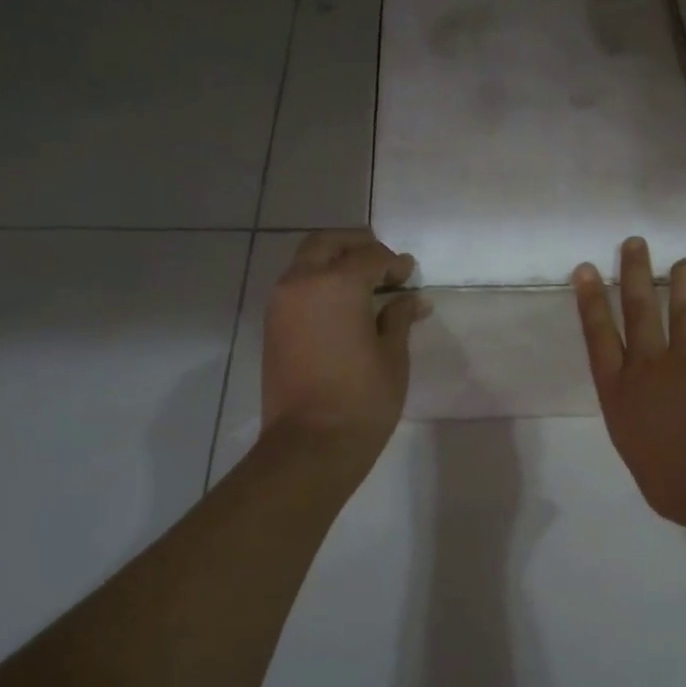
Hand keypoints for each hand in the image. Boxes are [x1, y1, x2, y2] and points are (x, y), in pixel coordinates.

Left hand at [262, 230, 426, 466]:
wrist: (310, 442)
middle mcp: (302, 282)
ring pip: (306, 262)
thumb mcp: (393, 355)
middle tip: (383, 263)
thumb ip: (399, 318)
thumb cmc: (363, 398)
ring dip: (334, 262)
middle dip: (357, 245)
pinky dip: (318, 283)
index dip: (394, 263)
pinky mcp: (272, 325)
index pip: (370, 256)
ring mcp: (281, 303)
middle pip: (327, 243)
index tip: (410, 276)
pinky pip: (296, 286)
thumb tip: (413, 299)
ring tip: (364, 285)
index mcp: (337, 284)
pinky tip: (342, 305)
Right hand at [574, 237, 685, 530]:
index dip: (591, 302)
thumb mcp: (643, 461)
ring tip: (682, 260)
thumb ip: (645, 438)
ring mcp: (685, 362)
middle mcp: (647, 369)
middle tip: (634, 243)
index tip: (586, 270)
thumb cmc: (674, 483)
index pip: (599, 338)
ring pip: (680, 312)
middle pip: (638, 312)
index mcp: (618, 395)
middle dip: (633, 275)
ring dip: (679, 283)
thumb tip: (656, 436)